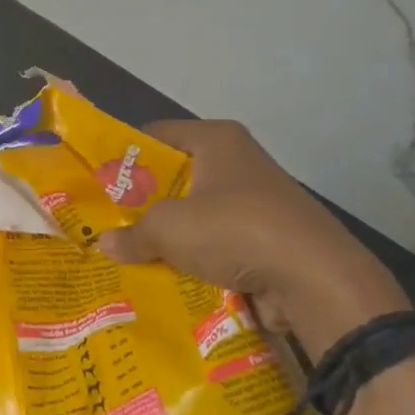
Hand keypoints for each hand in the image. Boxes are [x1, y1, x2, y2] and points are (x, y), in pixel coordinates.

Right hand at [97, 120, 407, 359]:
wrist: (315, 279)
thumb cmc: (234, 230)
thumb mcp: (168, 229)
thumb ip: (132, 234)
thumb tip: (104, 244)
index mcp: (216, 140)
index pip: (156, 135)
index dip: (125, 155)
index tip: (99, 182)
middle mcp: (239, 161)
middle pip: (176, 176)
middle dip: (145, 202)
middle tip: (109, 223)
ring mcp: (259, 200)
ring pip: (198, 213)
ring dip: (172, 234)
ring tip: (134, 254)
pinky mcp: (271, 236)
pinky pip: (221, 242)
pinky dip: (199, 257)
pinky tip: (171, 276)